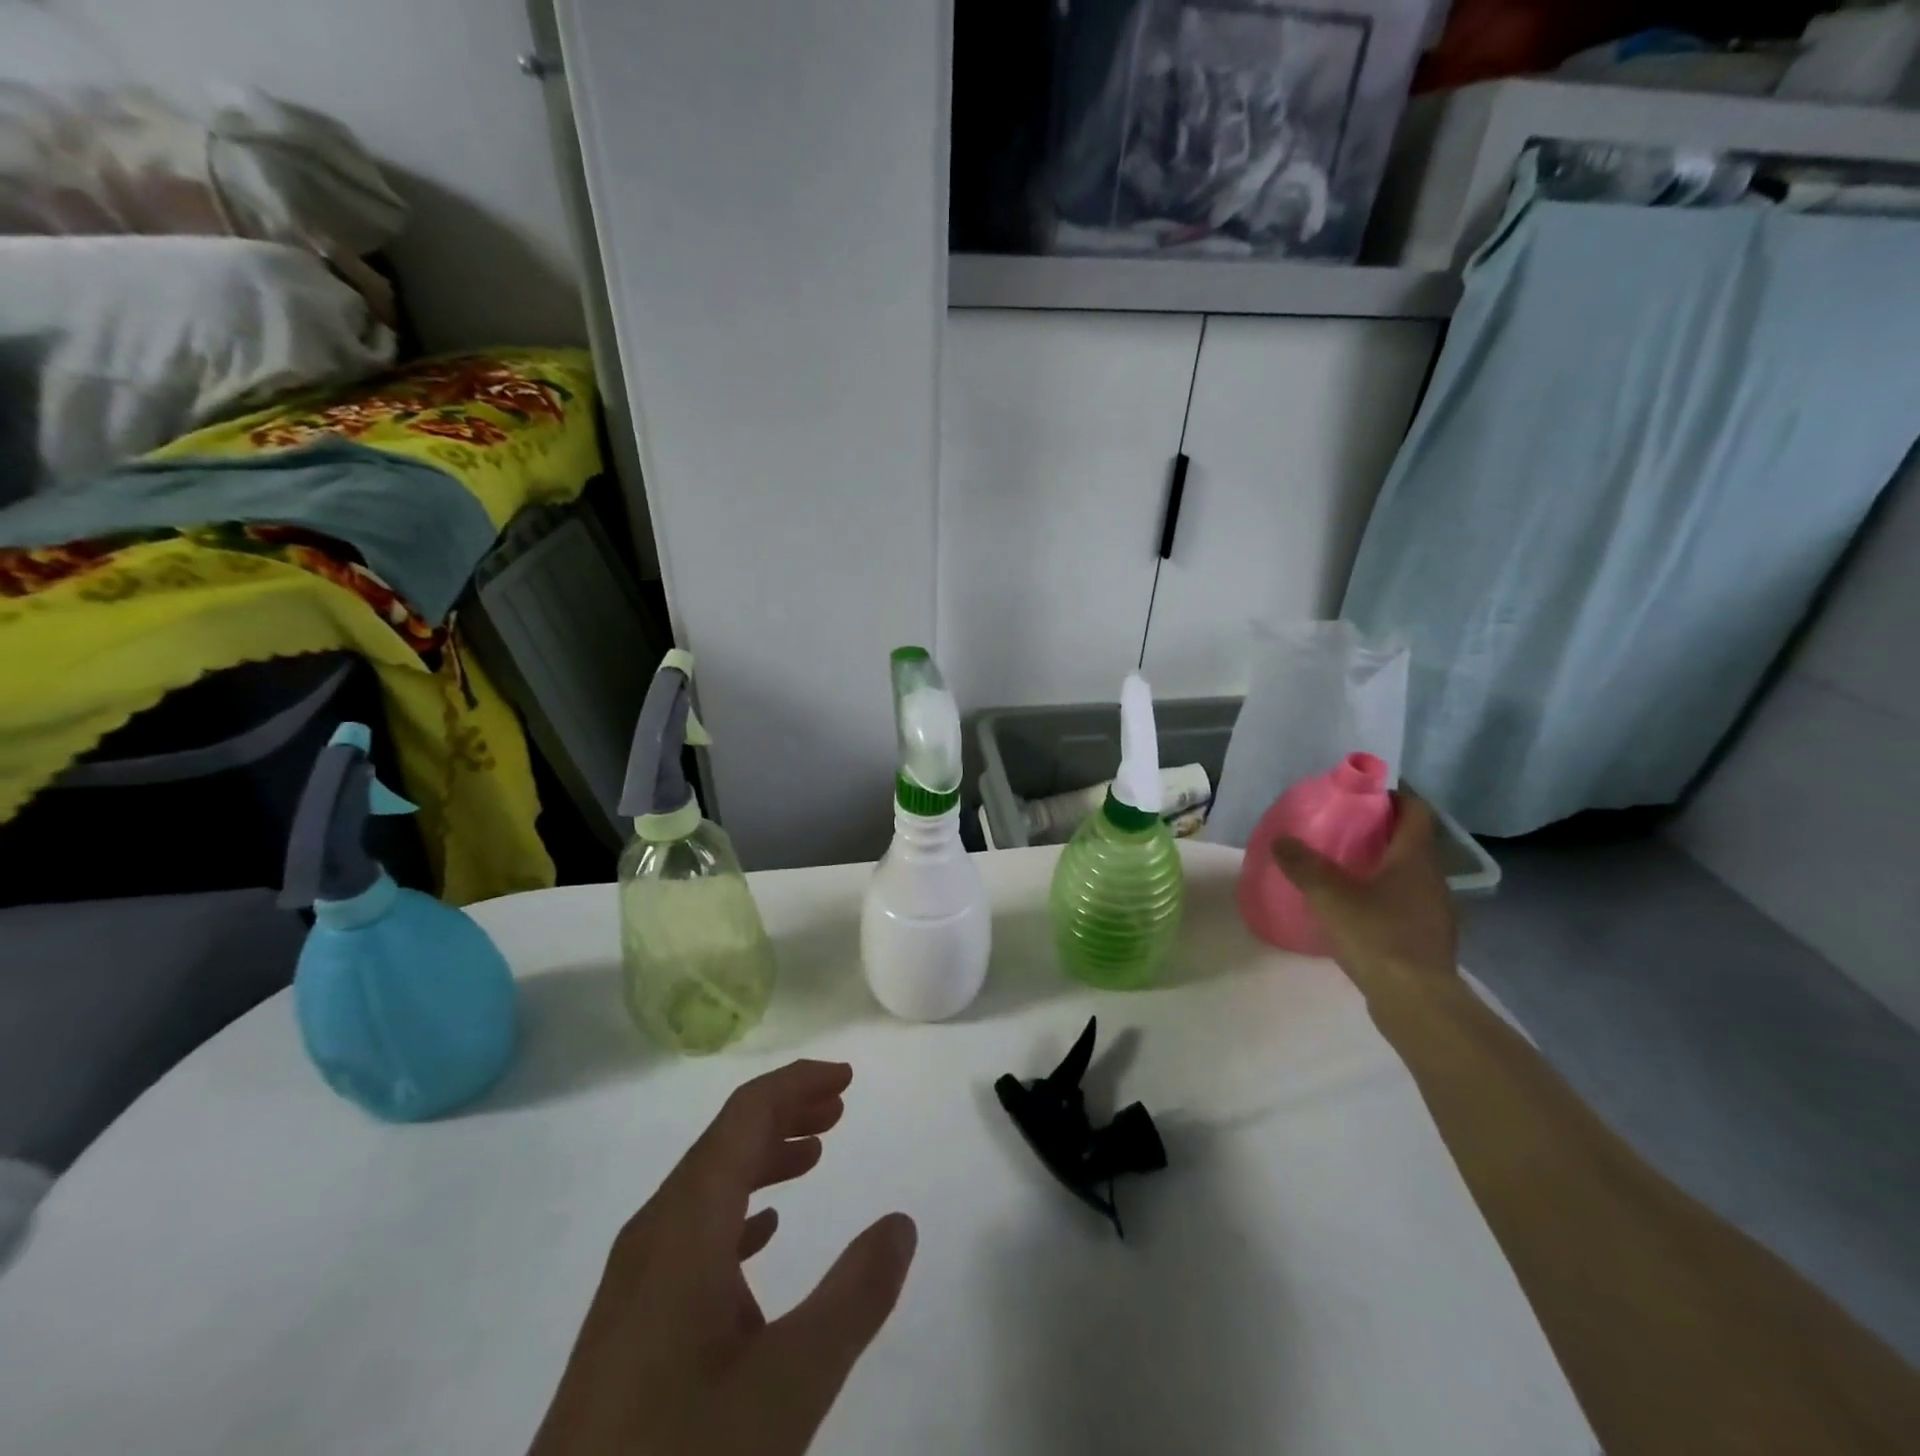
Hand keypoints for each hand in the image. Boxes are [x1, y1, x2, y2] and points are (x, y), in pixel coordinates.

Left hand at [528, 1061, 916, 1455]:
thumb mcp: (789, 1386)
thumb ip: (854, 1297)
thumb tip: (901, 1222)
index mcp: (686, 1224)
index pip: (744, 1116)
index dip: (796, 1085)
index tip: (846, 1078)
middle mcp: (655, 1233)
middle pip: (725, 1140)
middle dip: (785, 1112)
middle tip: (839, 1109)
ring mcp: (636, 1278)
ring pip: (707, 1183)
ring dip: (764, 1156)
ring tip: (815, 1155)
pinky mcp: (630, 1320)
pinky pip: (692, 1228)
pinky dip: (738, 1207)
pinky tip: (764, 1232)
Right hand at [1271, 790, 1457, 986]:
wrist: (1416, 1001)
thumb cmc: (1377, 935)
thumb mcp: (1330, 895)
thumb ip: (1304, 865)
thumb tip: (1281, 839)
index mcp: (1415, 858)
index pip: (1416, 811)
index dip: (1393, 797)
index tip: (1361, 795)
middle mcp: (1432, 879)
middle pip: (1410, 842)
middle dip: (1379, 832)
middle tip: (1341, 830)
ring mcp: (1434, 911)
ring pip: (1408, 875)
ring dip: (1381, 867)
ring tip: (1343, 869)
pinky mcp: (1427, 939)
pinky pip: (1405, 904)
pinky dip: (1383, 897)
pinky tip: (1356, 910)